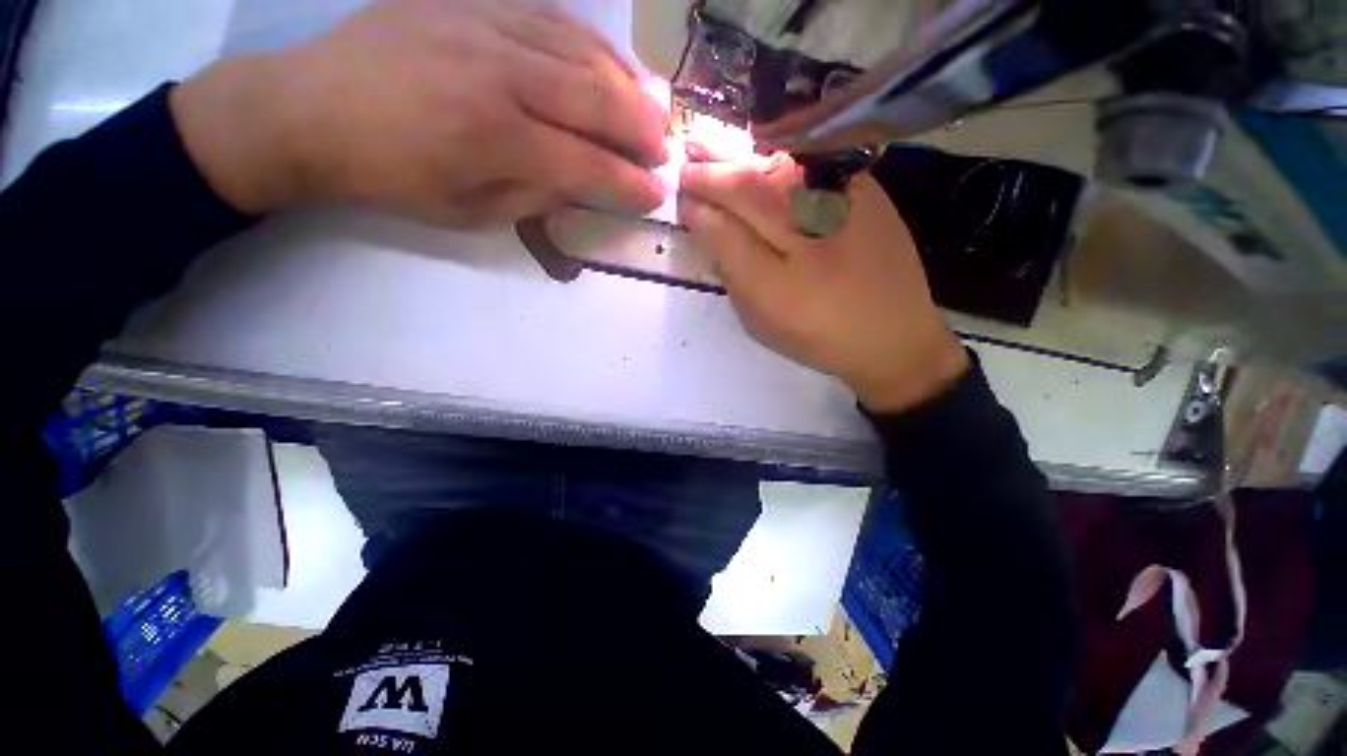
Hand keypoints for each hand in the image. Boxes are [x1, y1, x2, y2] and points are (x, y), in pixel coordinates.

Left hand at [170, 0, 668, 225]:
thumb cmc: (391, 176)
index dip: (628, 183)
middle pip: (594, 100)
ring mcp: (484, 27)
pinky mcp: (470, 3)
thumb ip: (534, 198)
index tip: (656, 195)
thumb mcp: (468, 211)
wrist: (308, 108)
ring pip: (580, 52)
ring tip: (650, 110)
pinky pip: (550, 18)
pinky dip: (591, 44)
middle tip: (666, 150)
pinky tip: (608, 63)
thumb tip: (580, 186)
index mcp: (493, 139)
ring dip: (625, 85)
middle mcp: (498, 75)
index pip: (586, 164)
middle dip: (640, 130)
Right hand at [679, 154, 969, 412]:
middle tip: (687, 162)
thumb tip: (705, 224)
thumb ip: (731, 269)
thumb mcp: (761, 318)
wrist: (892, 336)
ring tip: (710, 149)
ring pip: (778, 168)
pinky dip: (779, 157)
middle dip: (712, 172)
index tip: (680, 197)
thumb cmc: (817, 334)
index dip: (698, 204)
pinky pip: (812, 162)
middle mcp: (808, 229)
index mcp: (777, 276)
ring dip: (740, 158)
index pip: (723, 226)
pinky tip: (759, 157)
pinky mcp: (867, 191)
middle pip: (749, 186)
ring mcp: (842, 202)